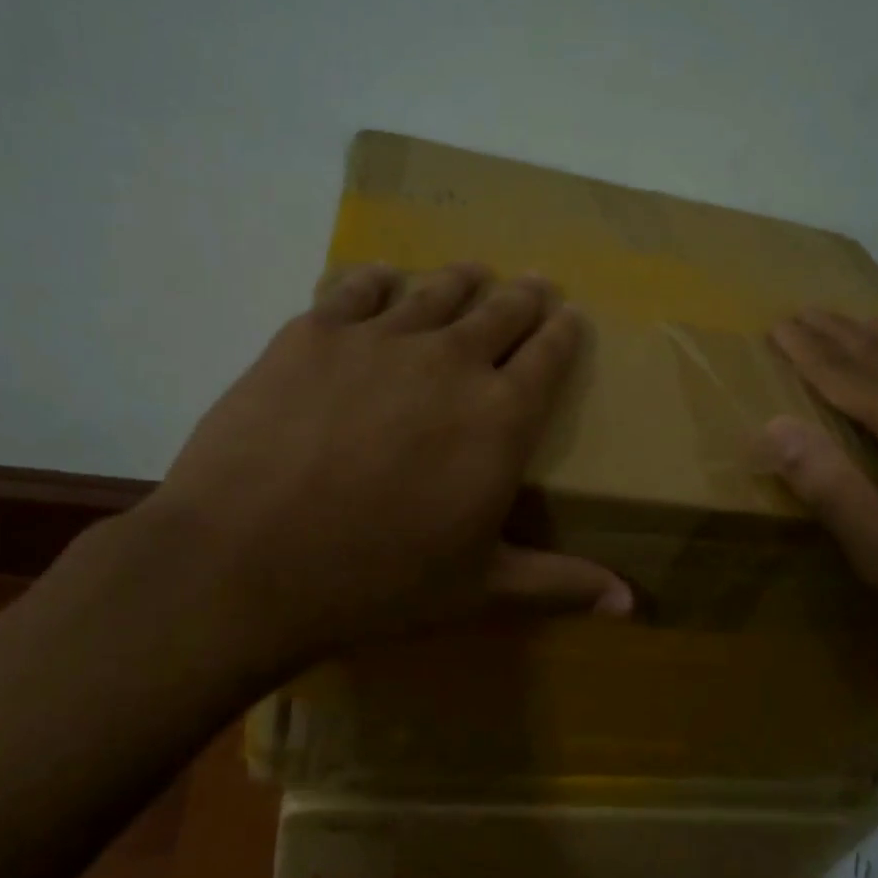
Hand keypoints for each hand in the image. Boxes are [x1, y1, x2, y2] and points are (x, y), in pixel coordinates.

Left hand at [137, 262, 631, 658]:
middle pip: (502, 309)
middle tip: (532, 287)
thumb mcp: (478, 590)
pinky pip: (359, 287)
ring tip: (473, 275)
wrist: (245, 563)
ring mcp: (381, 339)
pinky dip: (380, 281)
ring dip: (464, 280)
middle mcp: (452, 361)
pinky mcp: (314, 331)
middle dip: (525, 296)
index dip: (565, 332)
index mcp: (501, 418)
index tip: (570, 317)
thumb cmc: (375, 583)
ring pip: (438, 289)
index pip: (550, 355)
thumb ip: (559, 584)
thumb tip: (631, 602)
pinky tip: (384, 282)